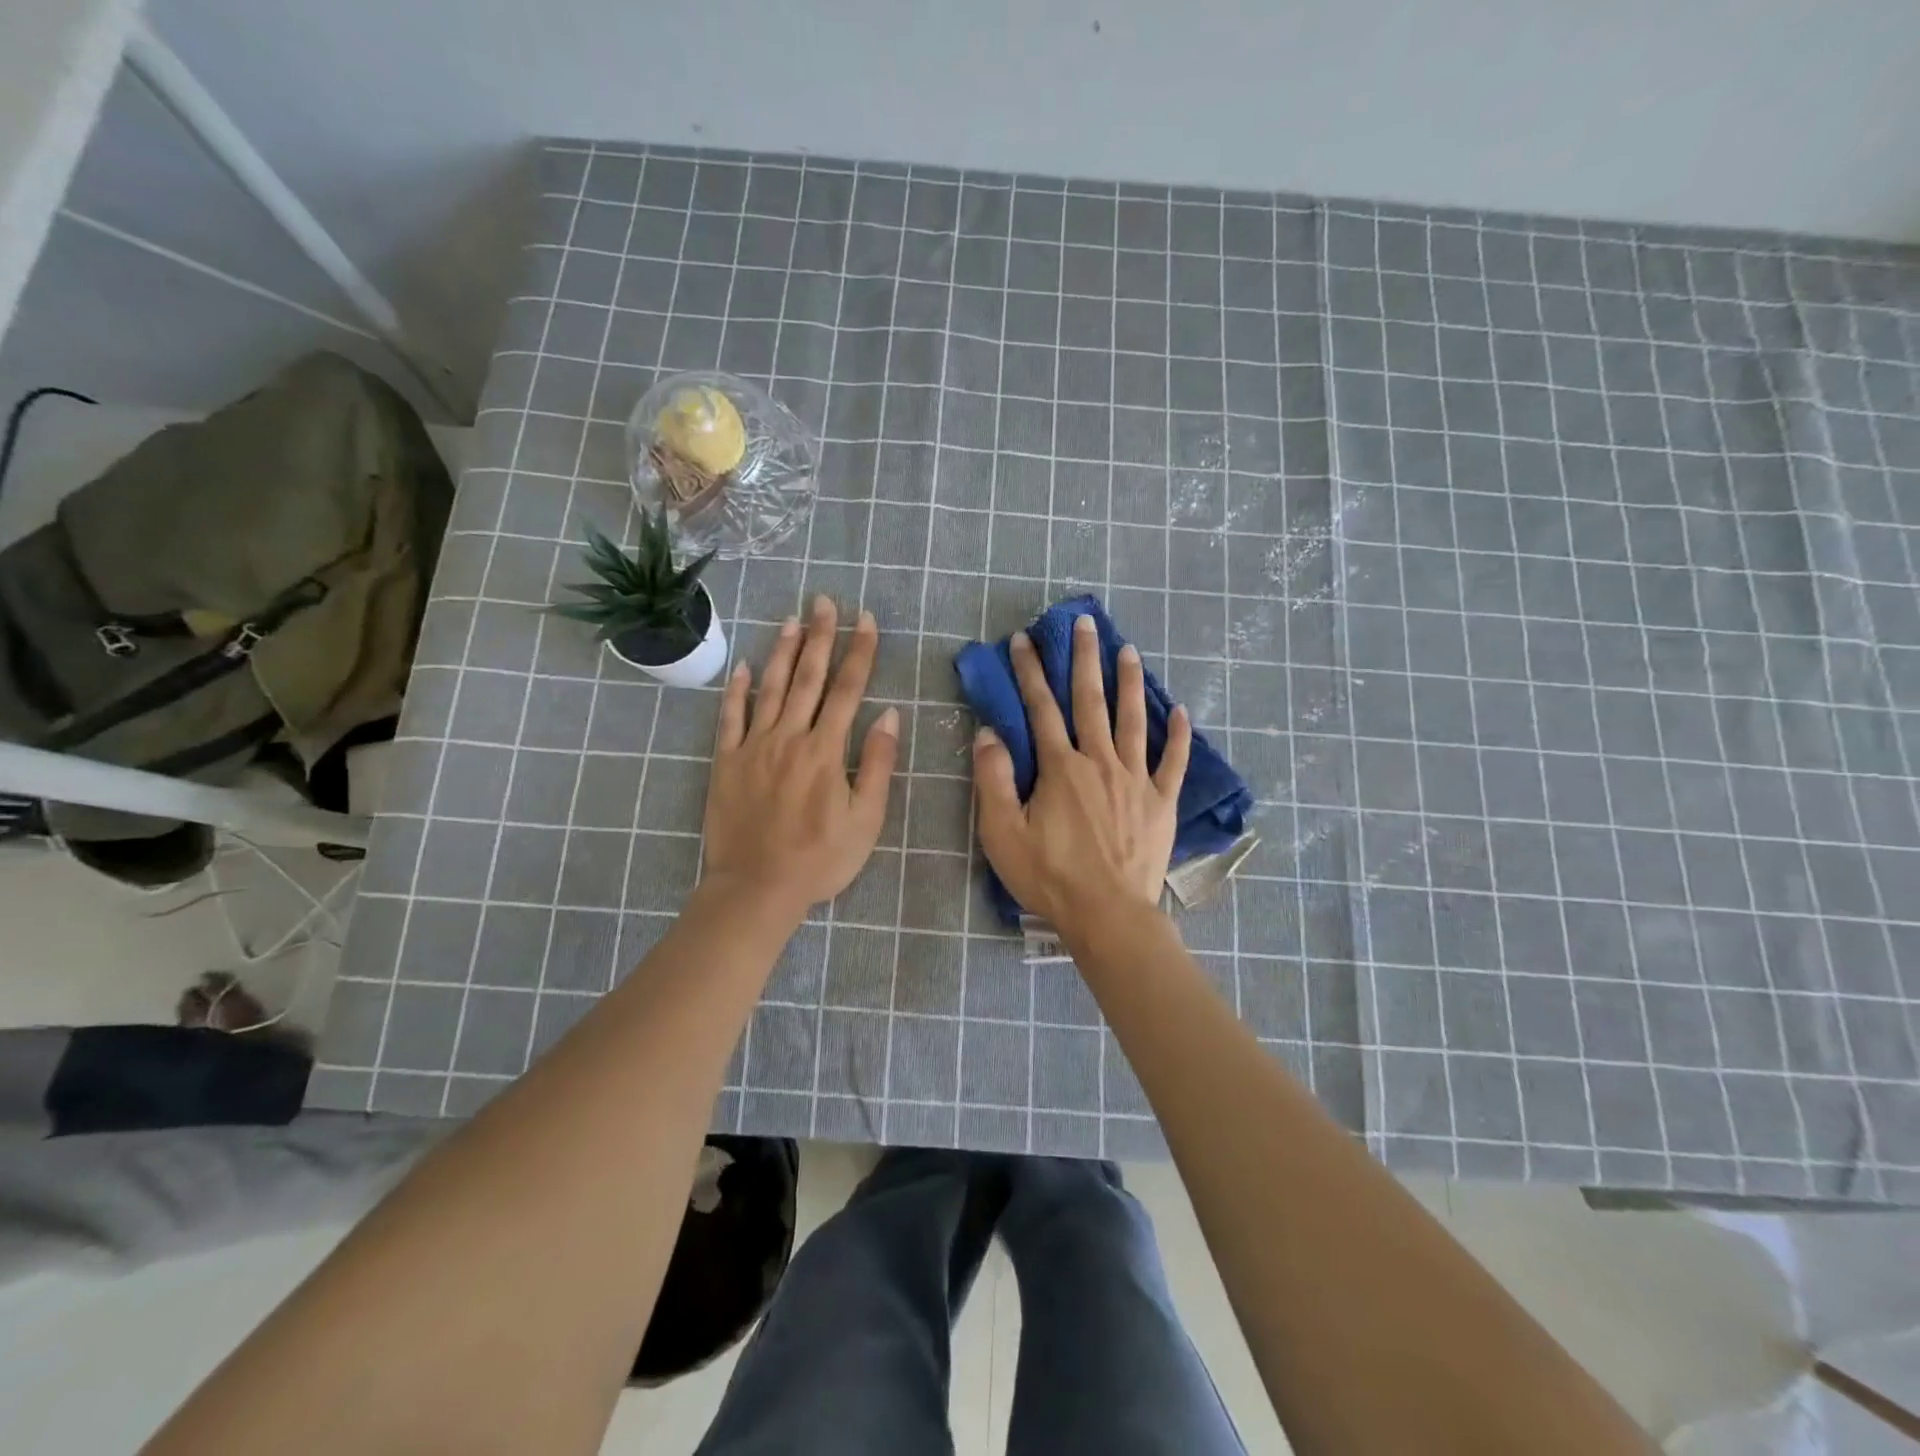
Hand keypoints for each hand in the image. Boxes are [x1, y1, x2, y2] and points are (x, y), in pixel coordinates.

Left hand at [704, 596, 897, 916]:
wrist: (756, 888)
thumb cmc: (819, 860)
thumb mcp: (865, 820)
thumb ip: (876, 765)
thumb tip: (888, 716)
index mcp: (826, 751)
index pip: (848, 690)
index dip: (859, 651)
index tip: (865, 619)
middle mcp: (789, 738)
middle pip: (808, 677)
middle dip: (820, 636)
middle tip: (824, 601)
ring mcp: (753, 746)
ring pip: (769, 688)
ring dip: (781, 651)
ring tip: (791, 619)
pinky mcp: (726, 761)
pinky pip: (730, 717)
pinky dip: (735, 689)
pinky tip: (741, 665)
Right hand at [972, 614, 1190, 937]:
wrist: (1108, 916)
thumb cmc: (1050, 877)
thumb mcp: (1002, 833)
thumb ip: (993, 780)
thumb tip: (988, 733)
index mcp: (1060, 768)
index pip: (1040, 708)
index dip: (1030, 672)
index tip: (1023, 640)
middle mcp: (1099, 762)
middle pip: (1090, 701)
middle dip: (1084, 659)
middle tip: (1085, 623)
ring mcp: (1135, 780)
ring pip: (1132, 720)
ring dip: (1129, 682)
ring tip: (1129, 649)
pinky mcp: (1161, 802)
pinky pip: (1173, 762)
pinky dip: (1179, 735)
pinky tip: (1181, 711)